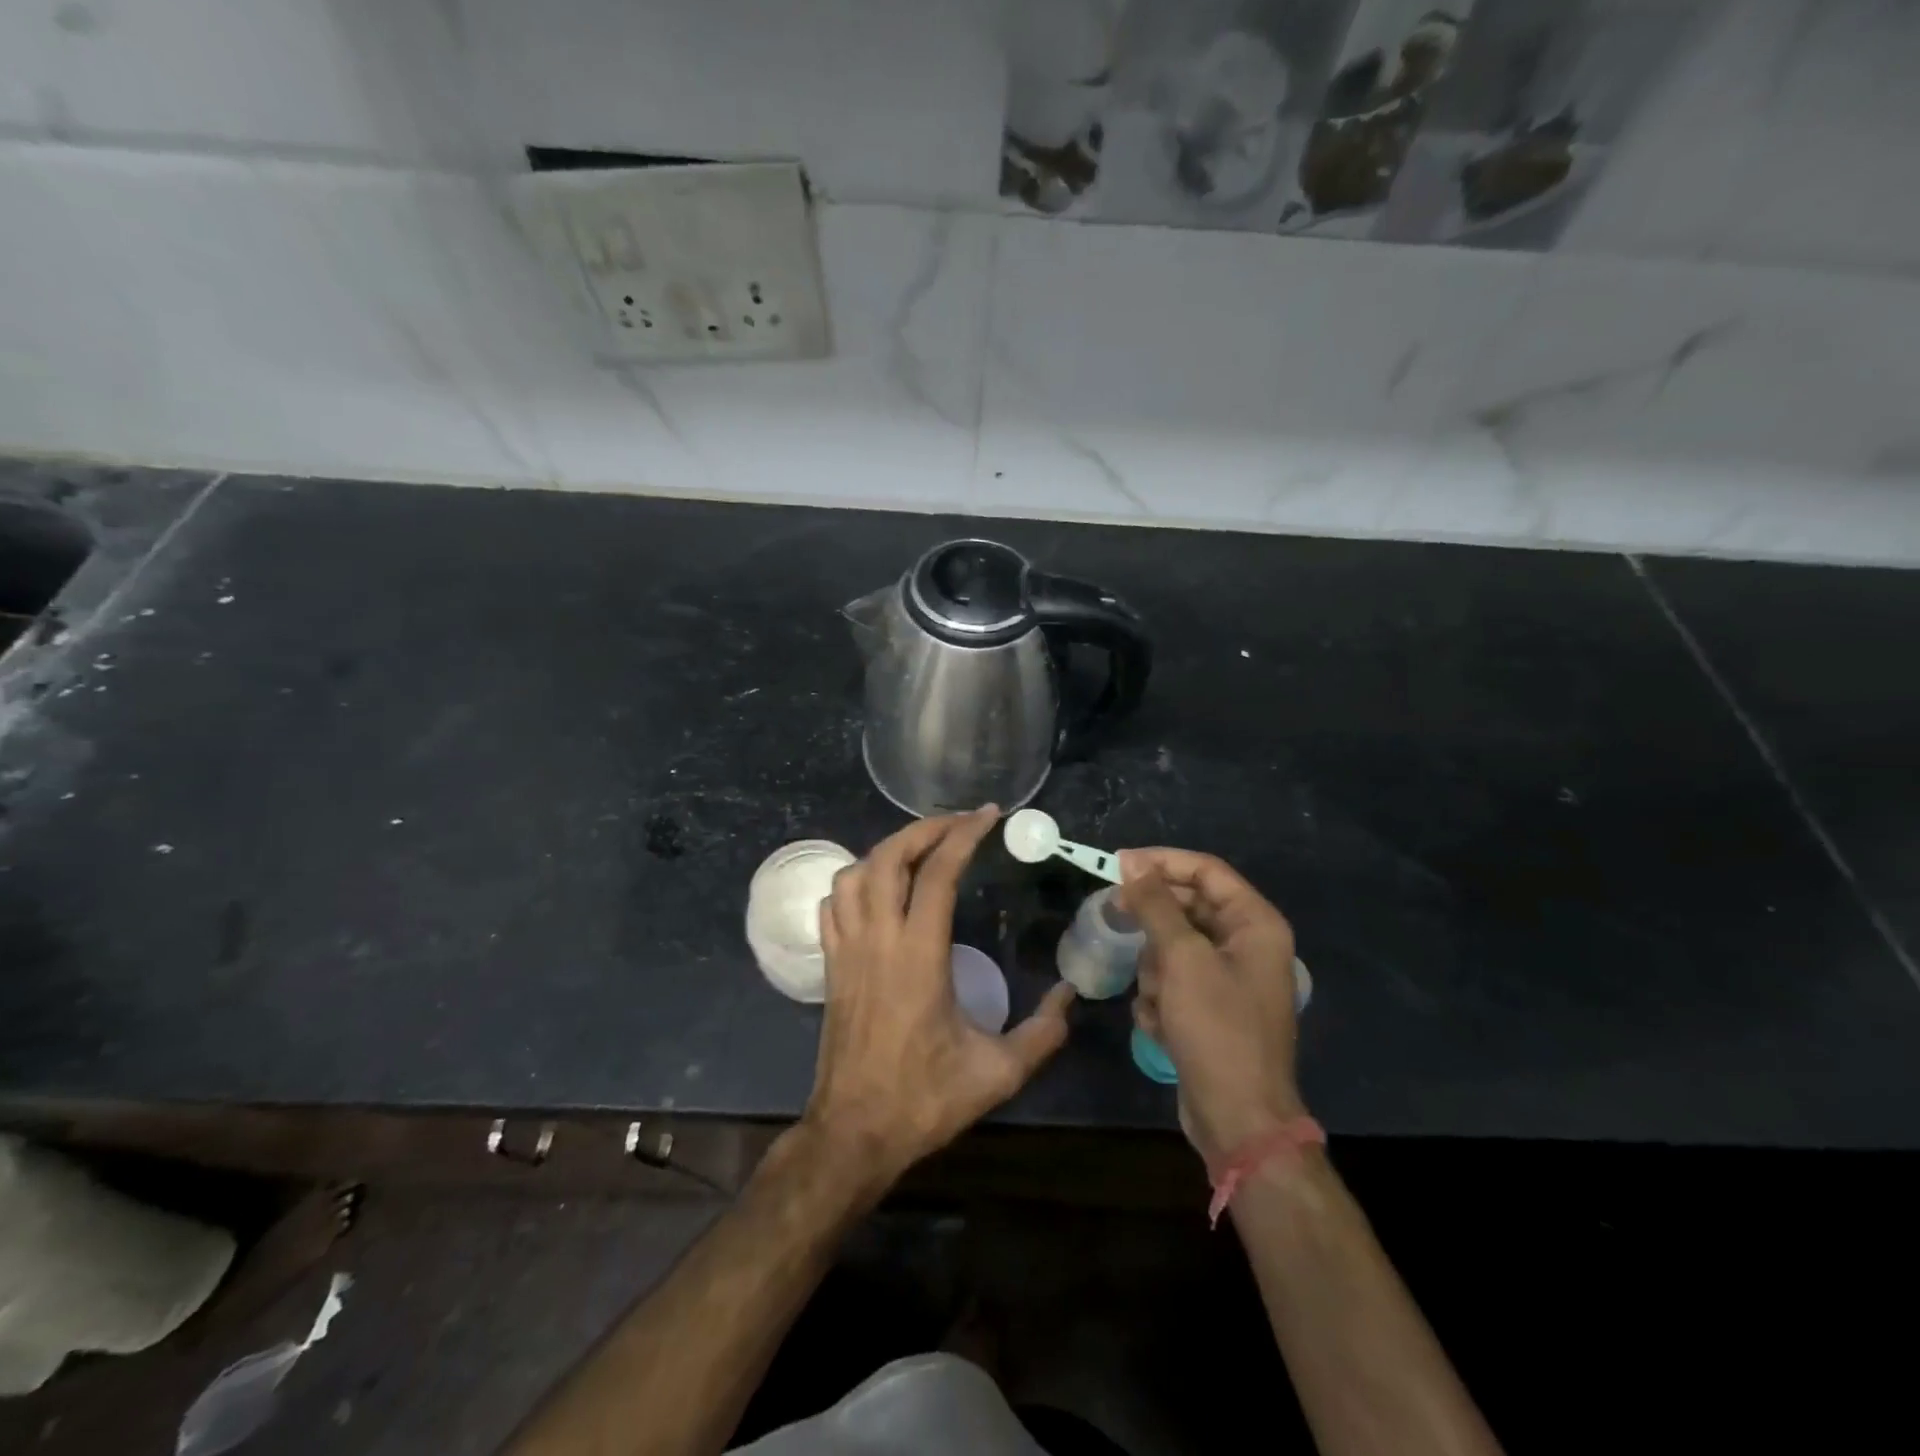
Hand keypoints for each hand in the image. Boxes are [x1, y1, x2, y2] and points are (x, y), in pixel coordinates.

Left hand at [804, 807, 1075, 1189]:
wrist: (853, 1132)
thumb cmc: (923, 1100)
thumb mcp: (996, 1073)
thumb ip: (1040, 1033)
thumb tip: (1071, 998)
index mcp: (919, 955)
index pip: (938, 873)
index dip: (963, 835)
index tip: (988, 816)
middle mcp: (878, 939)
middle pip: (889, 857)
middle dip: (924, 829)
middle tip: (958, 823)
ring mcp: (847, 949)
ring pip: (854, 873)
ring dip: (887, 850)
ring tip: (920, 849)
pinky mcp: (830, 965)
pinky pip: (832, 904)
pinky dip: (854, 880)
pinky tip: (876, 888)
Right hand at [1117, 848, 1304, 1164]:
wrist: (1238, 1118)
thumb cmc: (1216, 1028)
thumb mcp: (1181, 958)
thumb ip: (1155, 904)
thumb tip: (1132, 862)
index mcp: (1255, 924)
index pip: (1205, 871)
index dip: (1161, 862)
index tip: (1117, 864)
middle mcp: (1247, 945)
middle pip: (1187, 909)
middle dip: (1153, 925)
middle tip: (1115, 918)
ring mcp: (1229, 979)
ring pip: (1174, 948)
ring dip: (1155, 971)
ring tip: (1157, 1000)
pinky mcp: (1211, 1009)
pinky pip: (1175, 982)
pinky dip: (1161, 1000)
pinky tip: (1161, 1026)